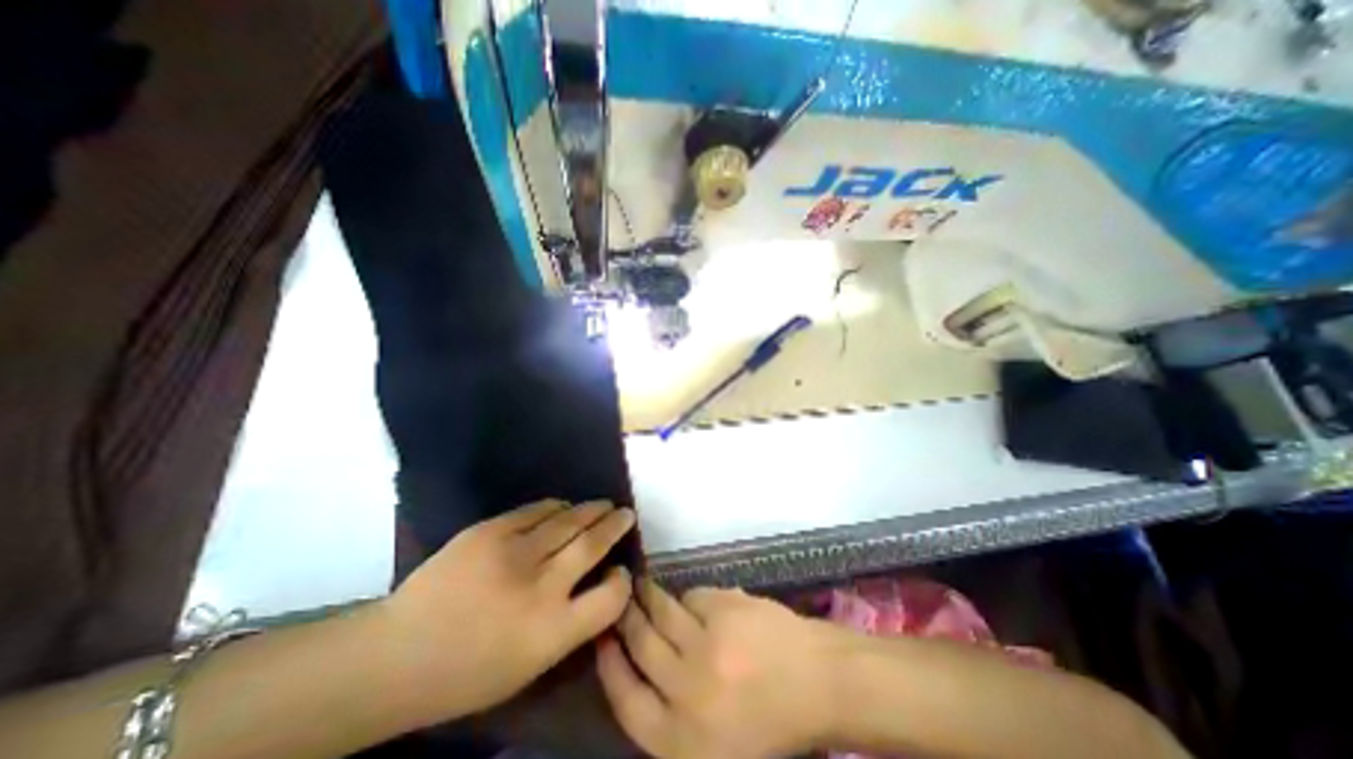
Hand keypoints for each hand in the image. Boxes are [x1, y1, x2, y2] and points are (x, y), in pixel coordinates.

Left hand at [380, 499, 633, 723]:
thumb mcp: (528, 667)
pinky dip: (556, 507)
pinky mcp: (490, 531)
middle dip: (616, 525)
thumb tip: (596, 583)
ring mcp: (514, 553)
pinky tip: (563, 506)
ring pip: (569, 520)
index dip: (622, 580)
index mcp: (551, 631)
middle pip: (593, 545)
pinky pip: (536, 510)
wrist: (396, 656)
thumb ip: (570, 624)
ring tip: (603, 504)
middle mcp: (540, 587)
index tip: (622, 569)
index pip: (610, 597)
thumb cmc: (466, 673)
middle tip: (627, 514)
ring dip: (592, 510)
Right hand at [599, 583, 843, 756]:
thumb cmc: (770, 727)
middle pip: (640, 644)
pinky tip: (695, 602)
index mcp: (681, 741)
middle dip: (624, 618)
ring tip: (640, 585)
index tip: (600, 638)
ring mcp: (707, 644)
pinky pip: (693, 596)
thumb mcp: (714, 750)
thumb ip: (673, 720)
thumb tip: (640, 673)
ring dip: (648, 597)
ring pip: (662, 612)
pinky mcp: (725, 608)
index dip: (609, 664)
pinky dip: (690, 598)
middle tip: (617, 599)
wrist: (821, 683)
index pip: (625, 699)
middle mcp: (686, 691)